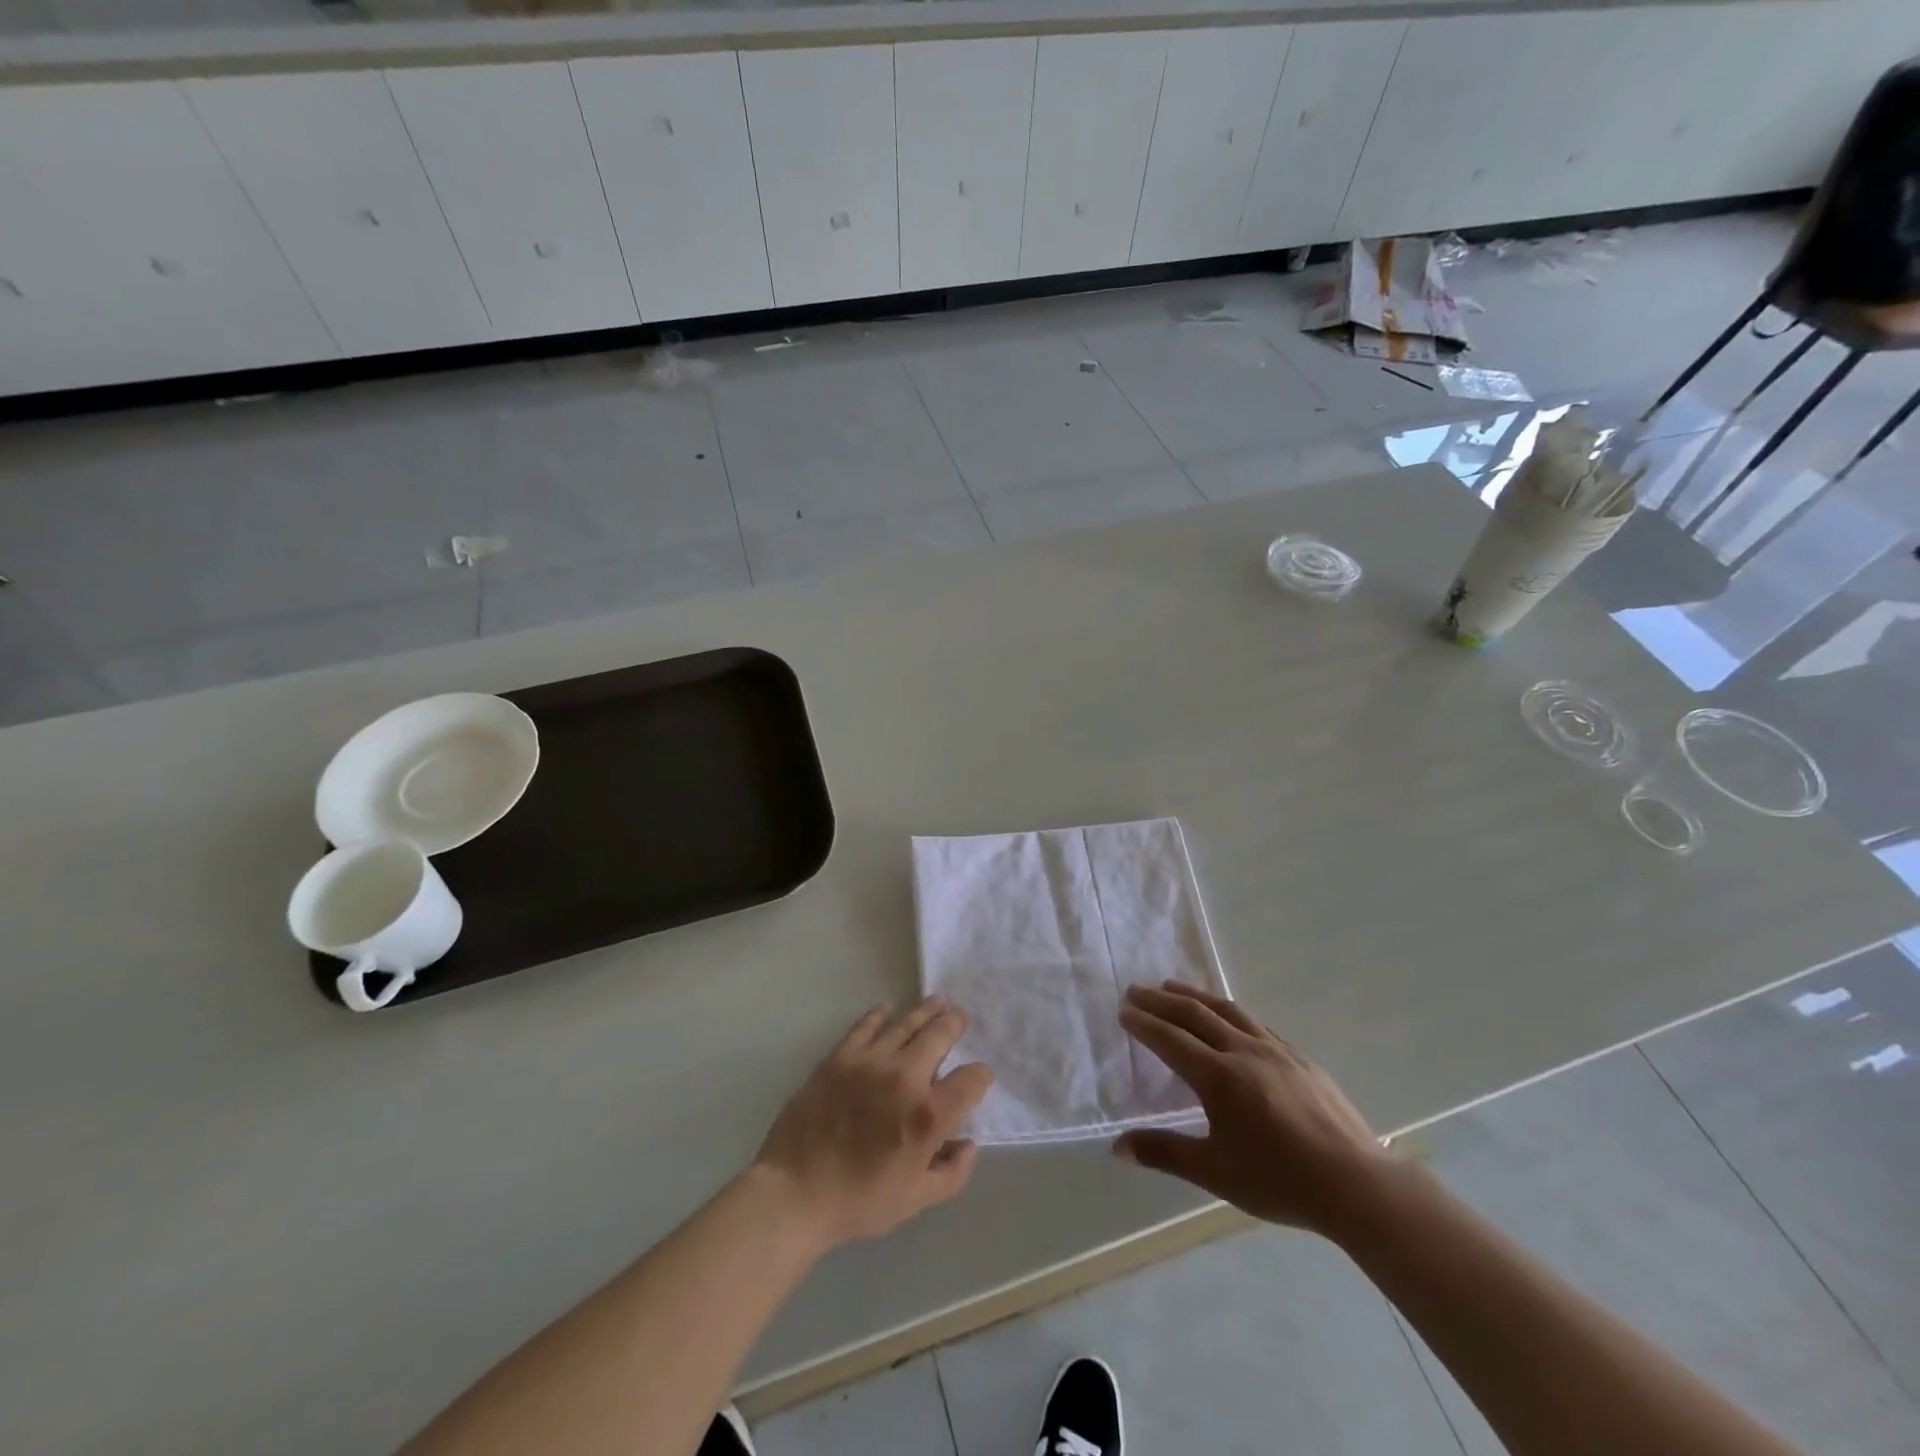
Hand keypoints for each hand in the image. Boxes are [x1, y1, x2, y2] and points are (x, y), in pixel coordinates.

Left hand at [754, 997, 992, 1250]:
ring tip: (937, 1002)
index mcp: (929, 1115)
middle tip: (959, 1017)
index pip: (971, 1080)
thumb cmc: (859, 1201)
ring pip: (906, 1023)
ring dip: (926, 1011)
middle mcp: (905, 1077)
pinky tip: (887, 1009)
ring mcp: (871, 1061)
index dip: (980, 1076)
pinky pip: (865, 1025)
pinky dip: (880, 1014)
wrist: (795, 1193)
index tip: (978, 1079)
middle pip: (940, 1035)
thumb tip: (968, 1144)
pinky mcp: (840, 1056)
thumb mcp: (916, 1200)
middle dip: (955, 1024)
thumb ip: (952, 1173)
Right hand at [1115, 982, 1390, 1236]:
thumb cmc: (1280, 1181)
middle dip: (1160, 1000)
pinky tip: (1228, 1016)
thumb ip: (1164, 1153)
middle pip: (1194, 1015)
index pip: (1170, 1040)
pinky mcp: (1299, 1057)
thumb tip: (1117, 1147)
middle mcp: (1243, 1052)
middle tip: (1135, 990)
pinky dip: (1229, 1011)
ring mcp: (1275, 1050)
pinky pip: (1255, 1022)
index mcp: (1219, 1077)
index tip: (1123, 1010)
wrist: (1357, 1185)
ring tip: (1172, 986)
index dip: (1144, 1023)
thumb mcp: (1215, 1172)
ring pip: (1226, 1010)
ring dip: (1194, 995)